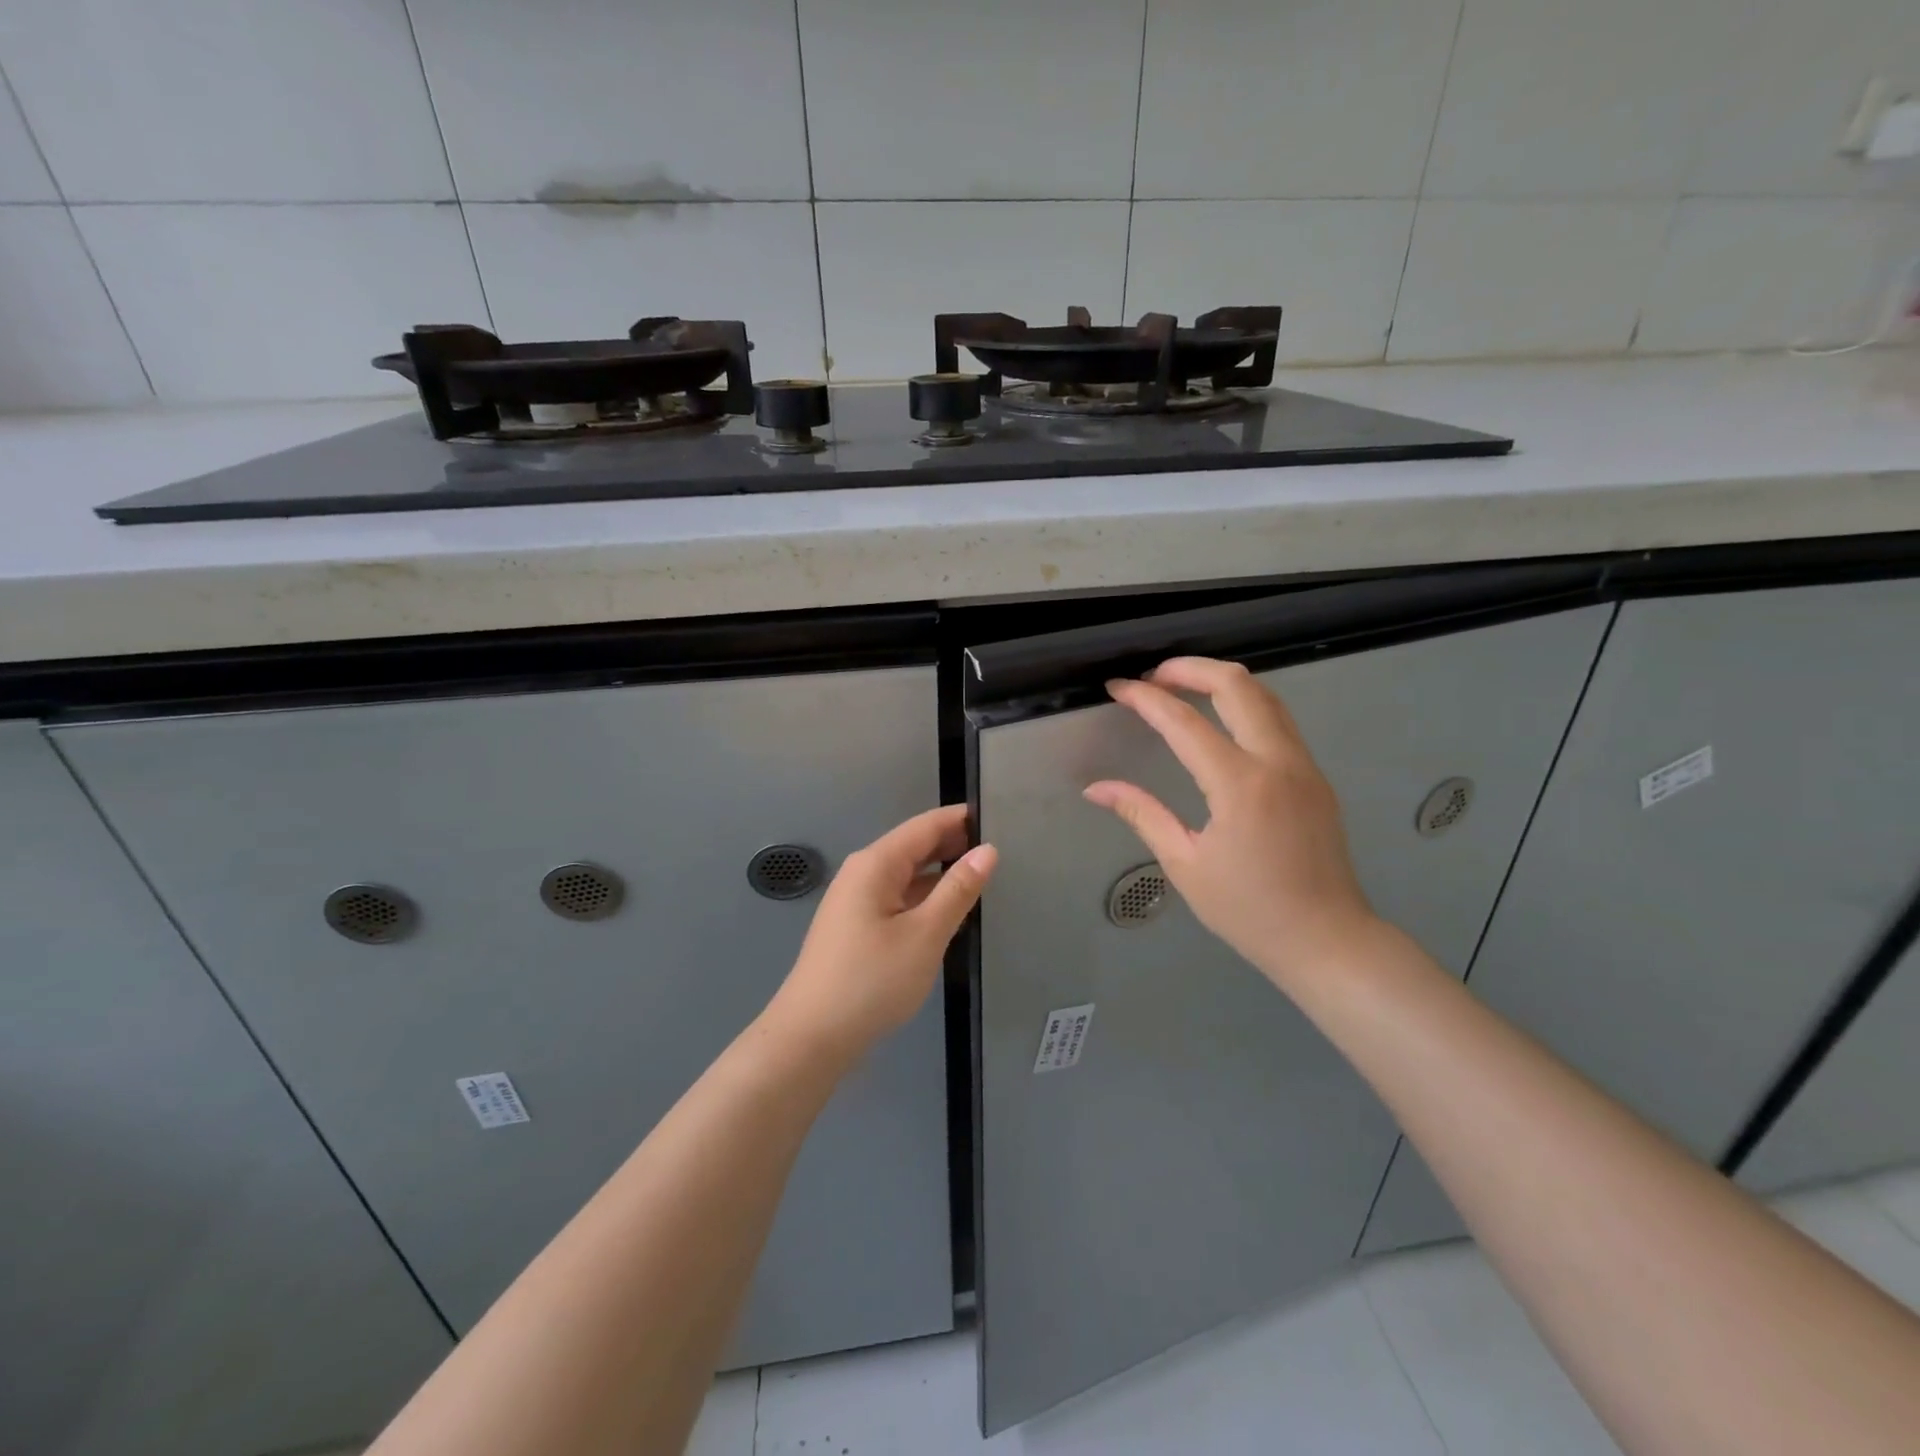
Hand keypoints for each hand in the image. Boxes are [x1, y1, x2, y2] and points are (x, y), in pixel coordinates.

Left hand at [767, 805, 996, 1060]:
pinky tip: (950, 911)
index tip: (998, 814)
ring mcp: (856, 901)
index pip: (925, 826)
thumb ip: (958, 889)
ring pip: (907, 875)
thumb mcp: (925, 934)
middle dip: (953, 844)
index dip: (960, 819)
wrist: (812, 1037)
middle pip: (914, 847)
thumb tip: (987, 851)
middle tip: (1001, 847)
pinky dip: (925, 898)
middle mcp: (862, 873)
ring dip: (941, 873)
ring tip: (984, 876)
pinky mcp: (856, 928)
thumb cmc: (872, 980)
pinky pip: (898, 899)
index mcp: (875, 864)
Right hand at [1083, 657, 1376, 993]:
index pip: (1183, 721)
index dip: (1145, 698)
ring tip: (1181, 687)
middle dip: (1189, 668)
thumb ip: (1141, 814)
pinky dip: (1244, 703)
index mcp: (1239, 785)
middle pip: (1236, 685)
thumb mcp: (1184, 864)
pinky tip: (1219, 719)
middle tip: (1152, 676)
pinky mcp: (1315, 776)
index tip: (1117, 687)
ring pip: (1265, 695)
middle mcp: (1277, 761)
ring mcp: (1303, 765)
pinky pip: (1278, 720)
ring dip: (1221, 680)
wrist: (1328, 940)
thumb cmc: (1249, 911)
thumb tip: (1095, 788)